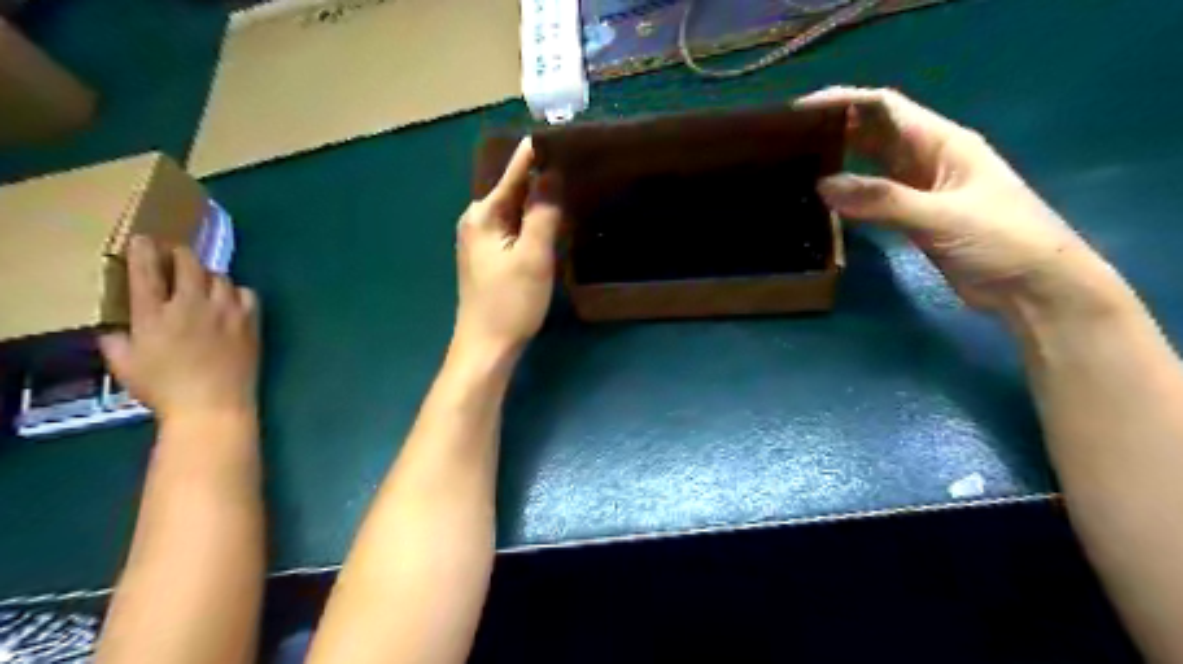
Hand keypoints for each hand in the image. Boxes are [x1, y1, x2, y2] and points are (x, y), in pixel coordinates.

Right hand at [98, 237, 258, 423]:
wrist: (214, 405)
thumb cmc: (165, 390)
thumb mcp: (126, 367)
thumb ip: (116, 343)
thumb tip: (114, 331)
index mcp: (155, 314)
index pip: (147, 272)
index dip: (144, 251)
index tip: (144, 240)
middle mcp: (192, 306)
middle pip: (189, 264)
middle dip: (181, 254)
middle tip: (177, 255)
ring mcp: (226, 312)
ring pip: (220, 277)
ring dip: (209, 275)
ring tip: (204, 282)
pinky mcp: (251, 322)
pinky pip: (248, 293)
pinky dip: (238, 292)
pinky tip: (232, 300)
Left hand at [455, 138, 560, 356]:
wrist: (486, 347)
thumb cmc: (510, 302)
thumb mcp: (533, 256)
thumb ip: (543, 213)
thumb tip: (551, 174)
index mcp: (483, 214)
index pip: (514, 173)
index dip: (537, 155)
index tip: (559, 133)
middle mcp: (476, 220)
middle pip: (513, 190)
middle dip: (540, 177)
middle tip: (574, 161)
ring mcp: (480, 240)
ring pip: (515, 211)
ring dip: (538, 201)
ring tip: (569, 185)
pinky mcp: (488, 257)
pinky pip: (513, 228)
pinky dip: (532, 222)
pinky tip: (551, 221)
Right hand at [800, 85, 1119, 319]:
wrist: (1033, 288)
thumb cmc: (1002, 240)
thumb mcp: (941, 216)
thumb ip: (882, 200)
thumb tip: (823, 186)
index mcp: (942, 142)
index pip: (886, 107)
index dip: (845, 101)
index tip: (801, 112)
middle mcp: (927, 158)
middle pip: (875, 131)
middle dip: (836, 127)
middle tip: (788, 139)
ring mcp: (919, 188)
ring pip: (871, 164)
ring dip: (839, 159)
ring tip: (796, 163)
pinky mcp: (911, 217)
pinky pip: (873, 196)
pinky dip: (849, 194)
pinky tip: (824, 198)